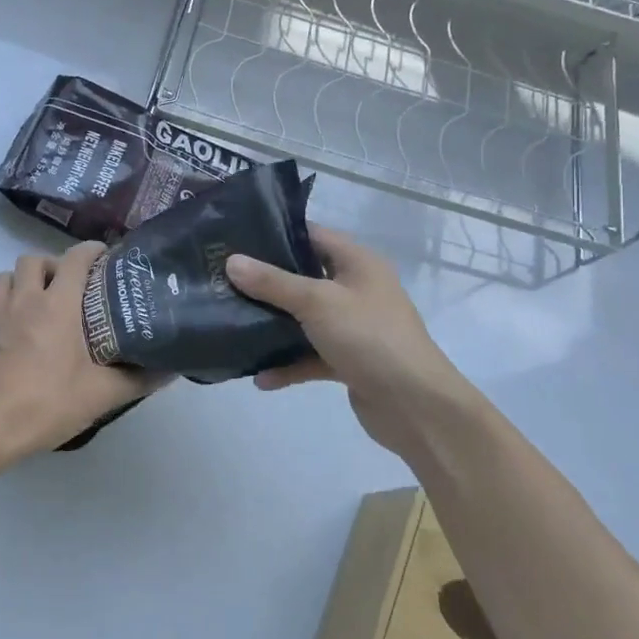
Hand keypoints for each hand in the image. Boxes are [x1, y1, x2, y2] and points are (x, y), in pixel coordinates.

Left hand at [0, 243, 160, 464]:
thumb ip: (138, 379)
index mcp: (57, 305)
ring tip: (43, 300)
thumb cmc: (46, 403)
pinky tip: (21, 332)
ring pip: (6, 277)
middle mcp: (25, 301)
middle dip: (54, 264)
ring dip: (25, 280)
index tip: (106, 257)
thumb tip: (170, 369)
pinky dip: (9, 307)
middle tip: (72, 285)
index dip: (91, 250)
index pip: (74, 258)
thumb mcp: (100, 395)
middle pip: (34, 259)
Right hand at [225, 226, 487, 456]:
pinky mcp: (349, 360)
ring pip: (305, 319)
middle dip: (266, 281)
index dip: (276, 233)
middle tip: (223, 279)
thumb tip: (232, 261)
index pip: (313, 235)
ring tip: (232, 323)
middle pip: (304, 277)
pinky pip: (310, 355)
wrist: (415, 405)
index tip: (236, 237)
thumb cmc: (368, 337)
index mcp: (358, 263)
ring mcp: (353, 327)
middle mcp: (357, 289)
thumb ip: (272, 282)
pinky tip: (260, 378)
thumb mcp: (317, 302)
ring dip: (273, 325)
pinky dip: (288, 364)